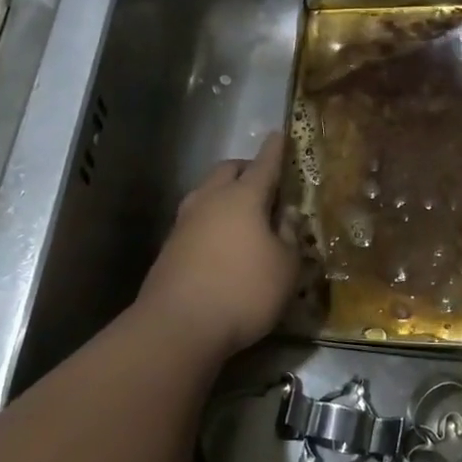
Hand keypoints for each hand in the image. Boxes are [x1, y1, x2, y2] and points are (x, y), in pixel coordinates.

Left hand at [135, 135, 298, 358]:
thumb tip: (288, 216)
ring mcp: (185, 222)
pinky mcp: (170, 246)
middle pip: (228, 170)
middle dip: (247, 168)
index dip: (275, 150)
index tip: (280, 134)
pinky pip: (197, 218)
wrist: (178, 326)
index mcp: (243, 198)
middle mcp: (210, 200)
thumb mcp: (285, 268)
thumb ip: (290, 237)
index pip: (264, 165)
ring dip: (226, 193)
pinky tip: (223, 240)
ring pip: (207, 192)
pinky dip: (213, 218)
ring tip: (244, 213)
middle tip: (265, 182)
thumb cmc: (244, 291)